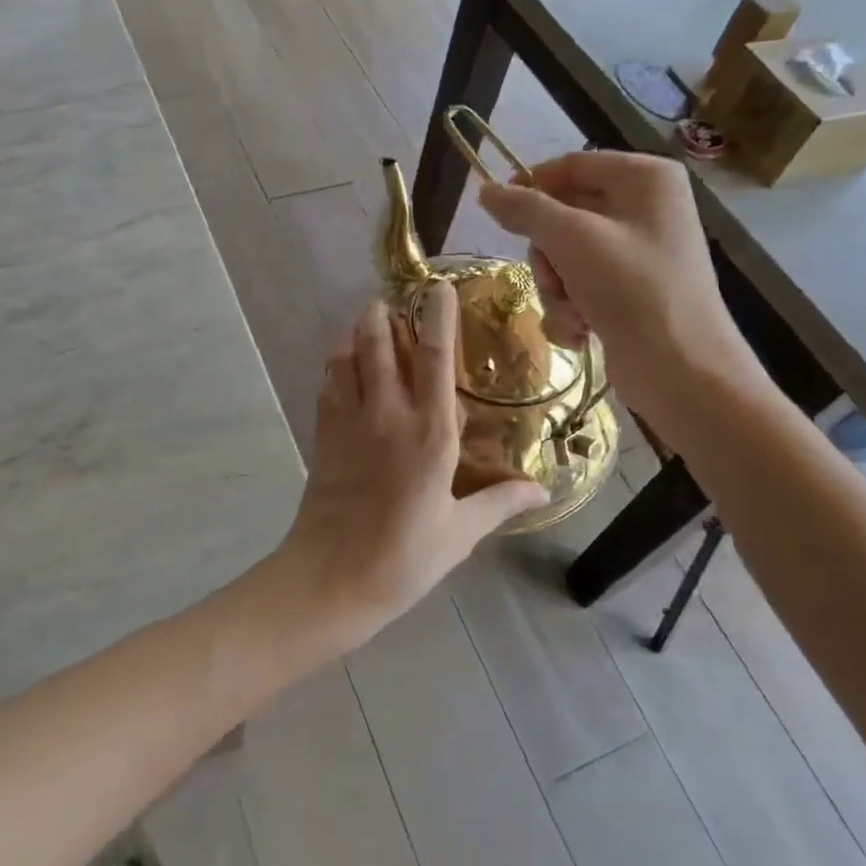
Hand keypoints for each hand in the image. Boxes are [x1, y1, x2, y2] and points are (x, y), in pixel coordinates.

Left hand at [276, 284, 547, 652]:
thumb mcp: (460, 533)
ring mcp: (349, 421)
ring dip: (353, 333)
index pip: (437, 359)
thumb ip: (500, 503)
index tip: (437, 288)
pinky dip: (334, 365)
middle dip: (381, 315)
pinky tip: (341, 366)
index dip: (438, 318)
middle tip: (388, 300)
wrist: (331, 577)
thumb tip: (542, 490)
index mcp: (430, 432)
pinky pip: (327, 385)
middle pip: (379, 344)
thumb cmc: (405, 556)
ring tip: (364, 322)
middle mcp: (387, 414)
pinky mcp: (323, 435)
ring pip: (345, 357)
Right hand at [478, 151, 763, 435]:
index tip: (496, 212)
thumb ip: (525, 209)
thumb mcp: (571, 239)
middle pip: (564, 216)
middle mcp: (646, 209)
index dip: (531, 186)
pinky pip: (581, 286)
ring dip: (556, 289)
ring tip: (571, 313)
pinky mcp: (631, 292)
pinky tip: (581, 332)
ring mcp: (639, 253)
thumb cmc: (632, 288)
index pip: (570, 165)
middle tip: (551, 279)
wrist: (682, 370)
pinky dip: (572, 309)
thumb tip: (485, 191)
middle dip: (548, 256)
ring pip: (566, 256)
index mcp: (645, 178)